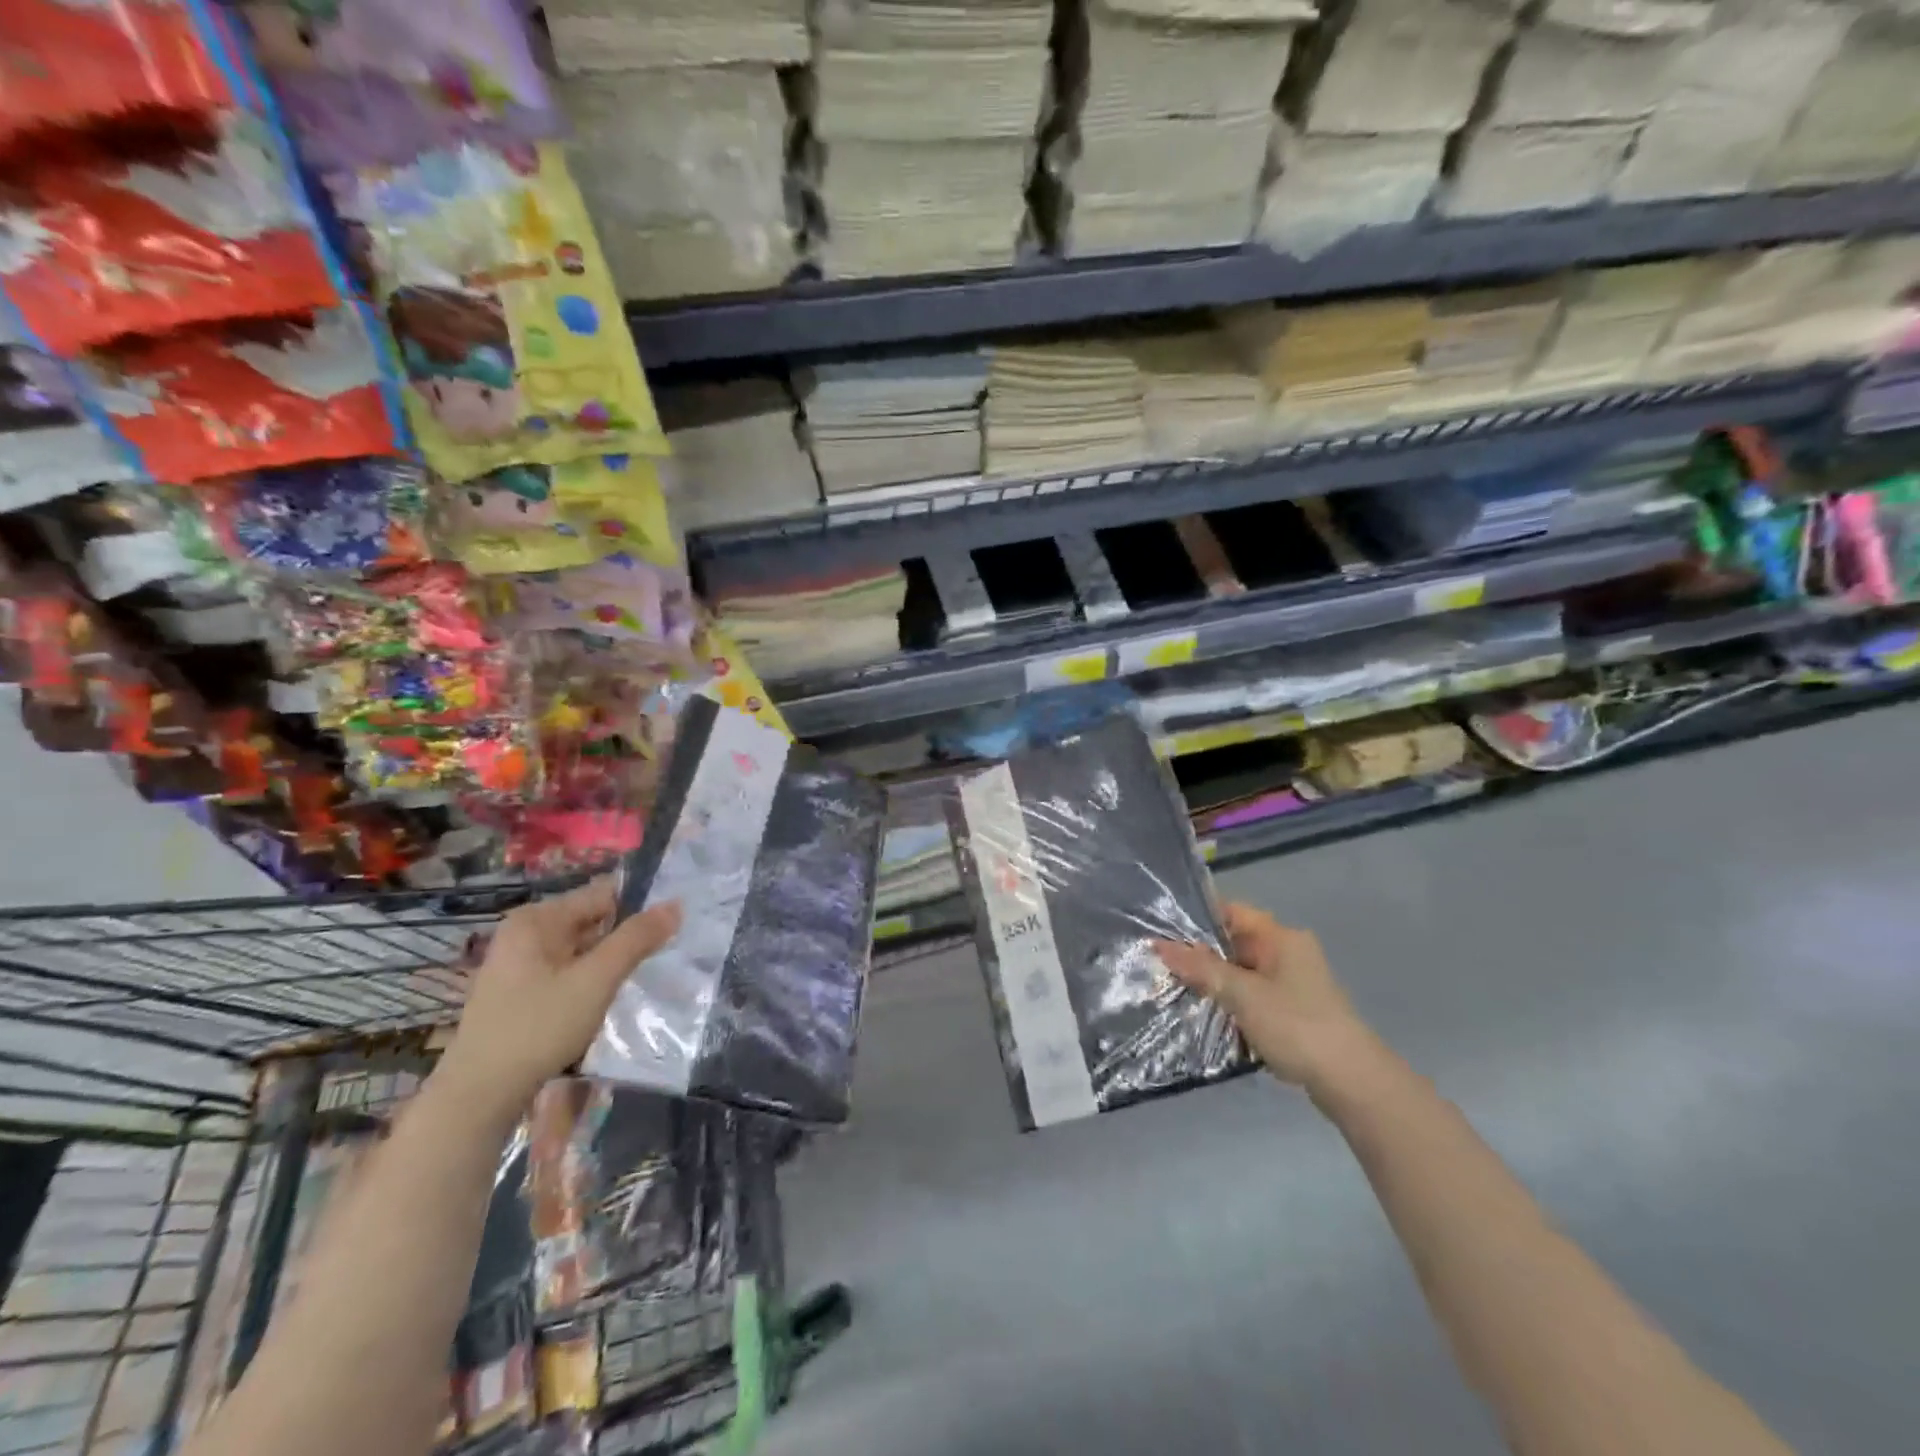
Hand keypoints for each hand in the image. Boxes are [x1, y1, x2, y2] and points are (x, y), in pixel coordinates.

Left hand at [439, 877, 680, 1122]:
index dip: (640, 907)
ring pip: (581, 949)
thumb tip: (675, 905)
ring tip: (639, 978)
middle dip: (625, 937)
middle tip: (661, 956)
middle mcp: (524, 933)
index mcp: (537, 919)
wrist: (478, 1097)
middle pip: (591, 920)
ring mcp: (518, 964)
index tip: (671, 927)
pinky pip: (567, 971)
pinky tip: (605, 1000)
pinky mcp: (519, 993)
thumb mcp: (596, 980)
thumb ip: (636, 939)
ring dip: (609, 961)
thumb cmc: (538, 1028)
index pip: (602, 894)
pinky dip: (589, 979)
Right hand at [1156, 903, 1374, 1091]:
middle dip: (1201, 956)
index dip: (1198, 918)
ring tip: (1175, 991)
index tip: (1163, 930)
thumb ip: (1201, 969)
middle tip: (1162, 966)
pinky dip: (1232, 1005)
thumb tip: (1159, 945)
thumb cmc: (1296, 1025)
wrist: (1352, 1082)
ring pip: (1242, 974)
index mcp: (1281, 937)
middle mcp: (1288, 953)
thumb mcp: (1242, 994)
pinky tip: (1207, 1017)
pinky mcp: (1293, 1012)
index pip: (1232, 912)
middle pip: (1235, 944)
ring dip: (1215, 984)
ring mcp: (1293, 984)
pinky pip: (1253, 998)